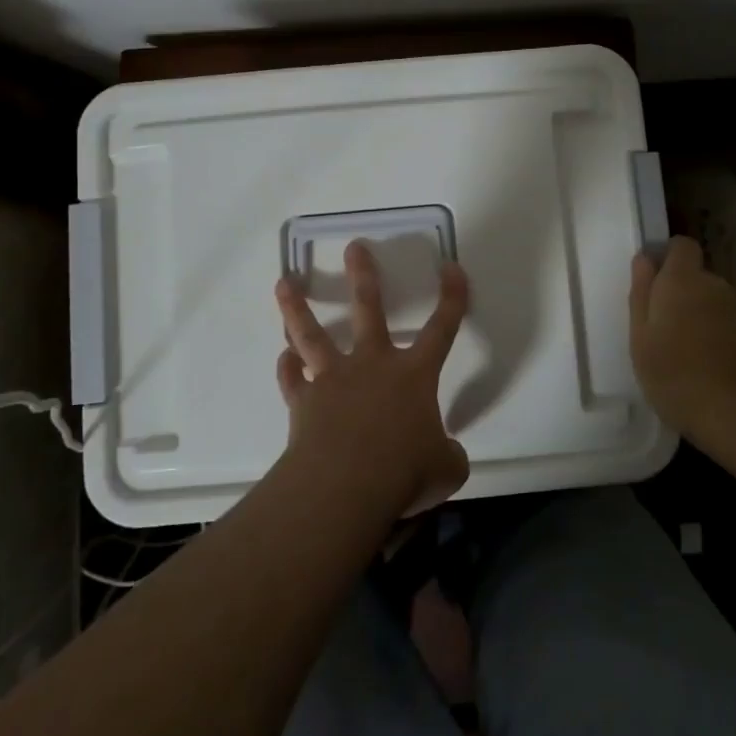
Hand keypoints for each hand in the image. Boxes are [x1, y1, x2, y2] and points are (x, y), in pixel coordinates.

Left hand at [274, 240, 470, 516]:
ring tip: (283, 282)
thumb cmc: (404, 473)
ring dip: (297, 308)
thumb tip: (445, 455)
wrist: (346, 487)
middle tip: (354, 247)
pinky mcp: (304, 401)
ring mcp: (334, 379)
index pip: (442, 327)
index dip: (452, 297)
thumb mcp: (446, 470)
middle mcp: (373, 365)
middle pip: (368, 309)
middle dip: (363, 275)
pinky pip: (293, 380)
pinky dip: (288, 369)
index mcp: (414, 375)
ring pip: (312, 335)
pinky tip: (283, 359)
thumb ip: (447, 455)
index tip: (452, 268)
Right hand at [629, 236, 735, 440]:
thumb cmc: (675, 376)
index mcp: (682, 280)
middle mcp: (717, 285)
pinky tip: (717, 367)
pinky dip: (726, 336)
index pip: (681, 246)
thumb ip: (641, 293)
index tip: (655, 283)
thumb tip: (644, 259)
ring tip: (693, 354)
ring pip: (718, 302)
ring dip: (705, 316)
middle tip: (667, 331)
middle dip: (684, 294)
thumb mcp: (640, 339)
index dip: (668, 258)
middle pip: (698, 277)